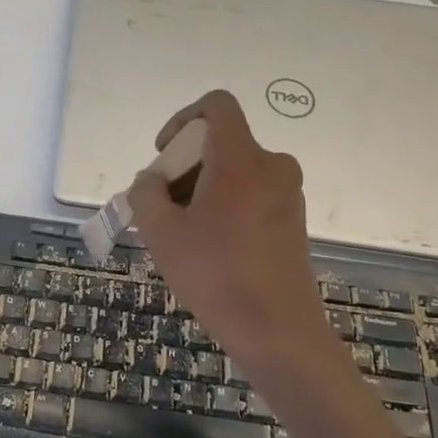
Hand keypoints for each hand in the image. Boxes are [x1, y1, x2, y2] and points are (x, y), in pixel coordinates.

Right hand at [126, 90, 337, 371]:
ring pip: (233, 171)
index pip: (216, 106)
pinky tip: (207, 247)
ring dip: (200, 190)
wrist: (277, 331)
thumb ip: (146, 194)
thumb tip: (151, 181)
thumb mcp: (161, 233)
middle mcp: (272, 165)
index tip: (164, 157)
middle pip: (219, 143)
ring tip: (180, 234)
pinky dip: (223, 205)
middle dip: (183, 167)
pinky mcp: (292, 219)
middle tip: (161, 208)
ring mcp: (287, 193)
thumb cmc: (215, 275)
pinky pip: (250, 194)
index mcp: (241, 159)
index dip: (182, 120)